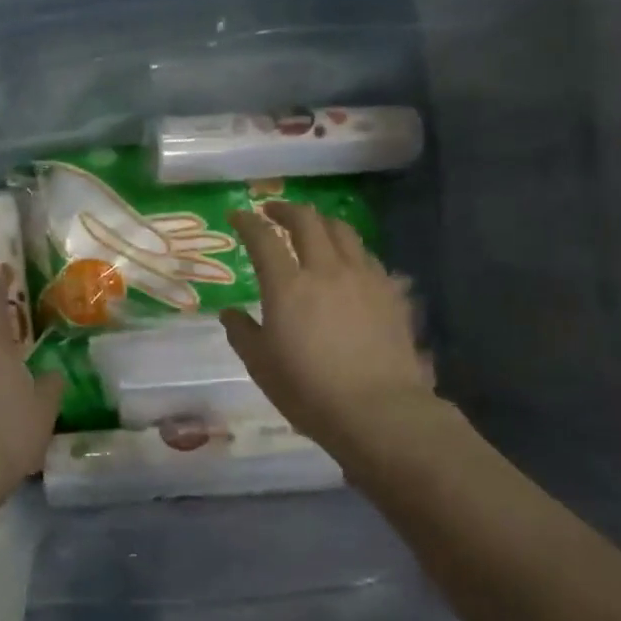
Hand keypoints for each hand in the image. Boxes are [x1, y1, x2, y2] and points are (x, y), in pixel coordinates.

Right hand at [221, 202, 434, 454]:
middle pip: (307, 221)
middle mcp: (326, 269)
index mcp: (287, 286)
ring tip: (312, 229)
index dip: (247, 222)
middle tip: (273, 213)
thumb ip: (242, 332)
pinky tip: (348, 263)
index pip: (263, 239)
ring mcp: (363, 277)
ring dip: (321, 223)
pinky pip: (367, 256)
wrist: (378, 410)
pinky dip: (350, 250)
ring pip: (342, 231)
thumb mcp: (261, 366)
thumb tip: (230, 313)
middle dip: (286, 210)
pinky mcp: (390, 292)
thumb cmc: (309, 391)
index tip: (238, 216)